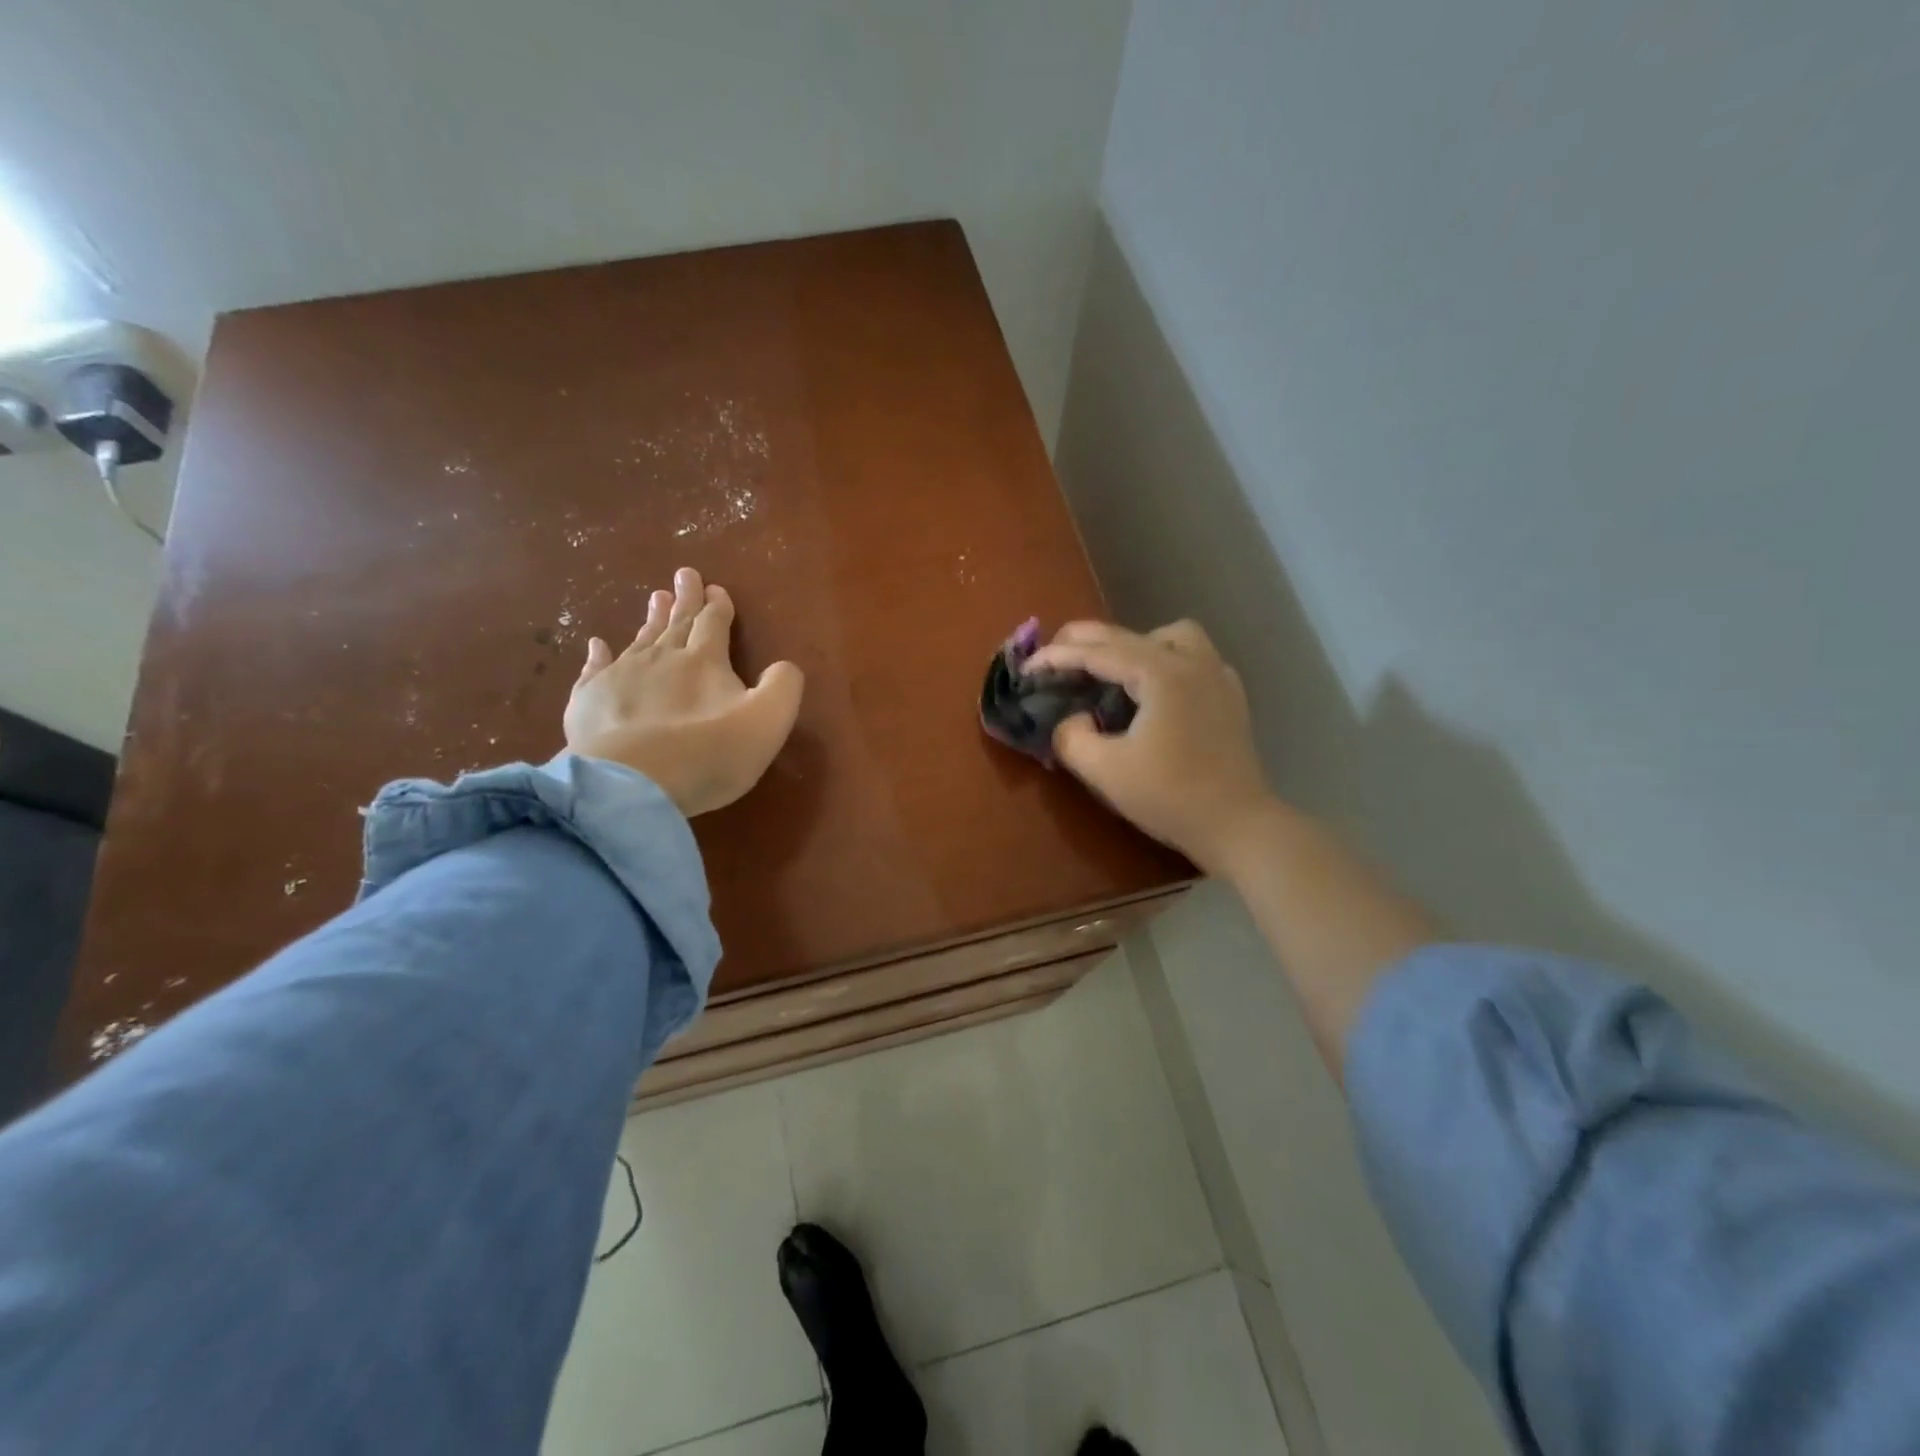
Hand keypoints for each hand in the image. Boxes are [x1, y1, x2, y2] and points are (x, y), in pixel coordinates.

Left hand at [564, 567, 804, 816]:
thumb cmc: (709, 754)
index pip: (713, 624)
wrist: (633, 784)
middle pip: (676, 623)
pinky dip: (598, 654)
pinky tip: (597, 644)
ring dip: (651, 619)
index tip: (717, 589)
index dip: (718, 606)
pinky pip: (594, 669)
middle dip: (685, 599)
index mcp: (705, 661)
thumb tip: (784, 666)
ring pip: (640, 640)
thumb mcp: (768, 721)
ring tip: (655, 598)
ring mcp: (620, 677)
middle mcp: (661, 658)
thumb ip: (783, 687)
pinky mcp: (588, 700)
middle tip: (684, 575)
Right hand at [1026, 619, 1276, 874]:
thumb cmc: (1170, 797)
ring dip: (1134, 645)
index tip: (1027, 668)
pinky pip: (1193, 658)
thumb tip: (1072, 718)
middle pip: (1129, 635)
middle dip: (1085, 642)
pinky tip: (1153, 691)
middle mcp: (1191, 661)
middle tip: (1054, 659)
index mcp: (1160, 673)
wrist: (1238, 826)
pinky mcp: (1229, 696)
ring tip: (1113, 672)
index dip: (1056, 657)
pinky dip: (1165, 661)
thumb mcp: (1105, 771)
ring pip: (1169, 636)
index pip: (1097, 652)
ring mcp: (1216, 675)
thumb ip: (1072, 737)